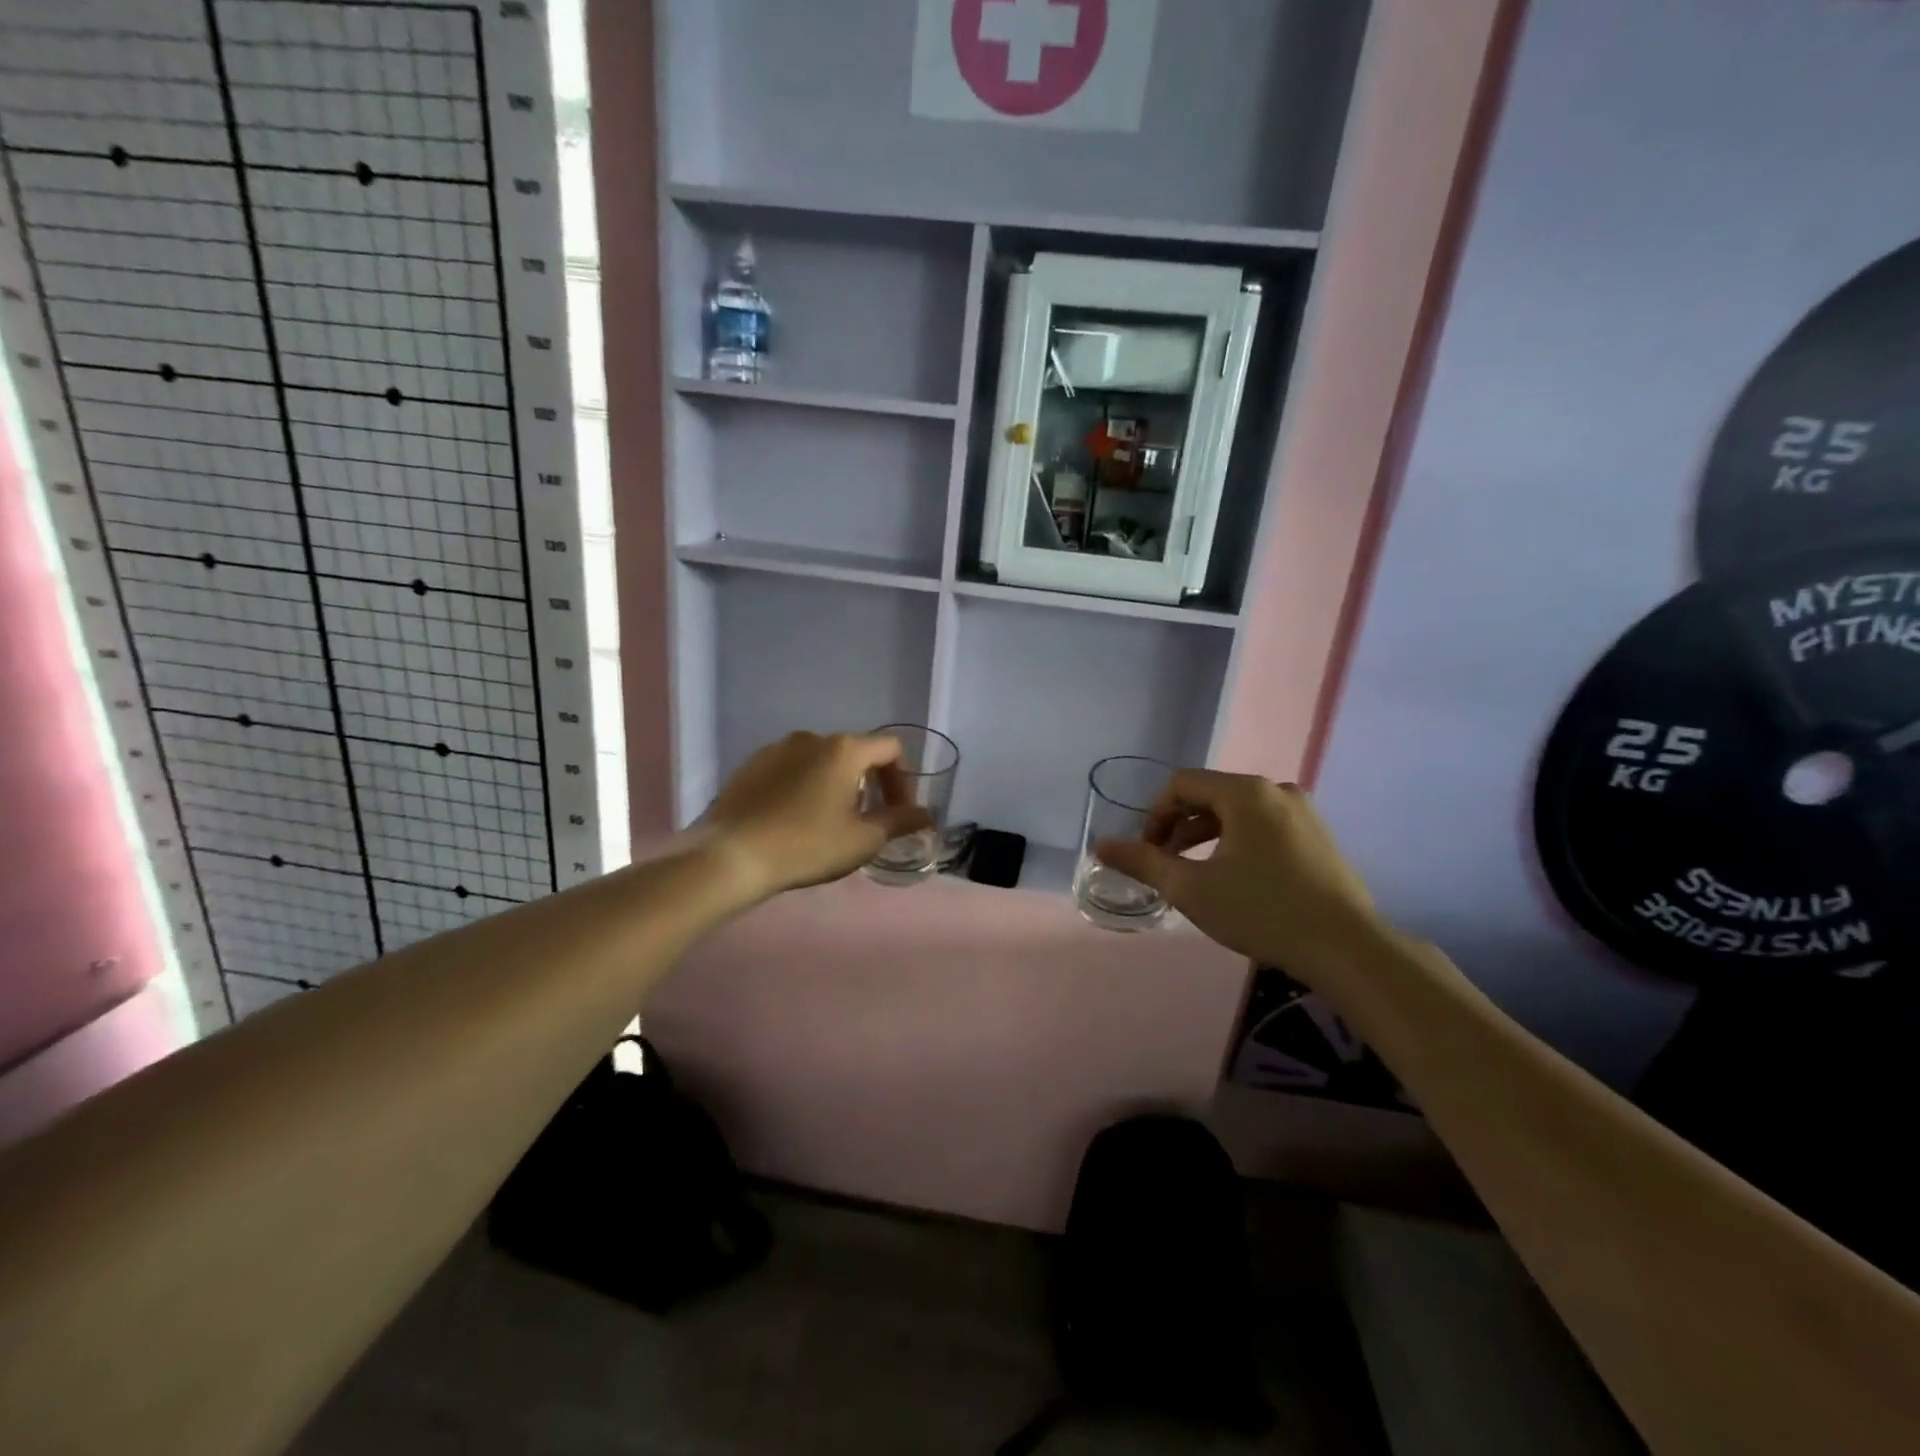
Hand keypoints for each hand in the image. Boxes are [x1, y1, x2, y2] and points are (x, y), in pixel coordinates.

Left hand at [702, 732, 932, 900]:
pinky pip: (791, 769)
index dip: (902, 780)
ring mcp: (777, 749)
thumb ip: (900, 821)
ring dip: (836, 784)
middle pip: (856, 752)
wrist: (732, 855)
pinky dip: (804, 786)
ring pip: (821, 761)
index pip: (890, 749)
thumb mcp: (863, 839)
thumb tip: (928, 815)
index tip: (898, 812)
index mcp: (844, 749)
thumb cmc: (807, 845)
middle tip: (868, 820)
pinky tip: (795, 819)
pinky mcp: (751, 765)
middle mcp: (812, 738)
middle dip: (869, 783)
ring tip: (830, 821)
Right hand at [1095, 770, 1380, 983]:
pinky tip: (1236, 880)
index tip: (1147, 853)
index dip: (1154, 815)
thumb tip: (1100, 845)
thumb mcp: (1191, 888)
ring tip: (1195, 875)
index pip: (1181, 784)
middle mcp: (1275, 790)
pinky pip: (1263, 826)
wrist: (1347, 948)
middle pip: (1209, 795)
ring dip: (1206, 837)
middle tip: (1166, 866)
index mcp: (1244, 792)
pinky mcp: (1317, 836)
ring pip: (1237, 813)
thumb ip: (1143, 862)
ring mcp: (1302, 812)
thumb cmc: (1262, 911)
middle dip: (1179, 827)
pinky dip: (1237, 843)